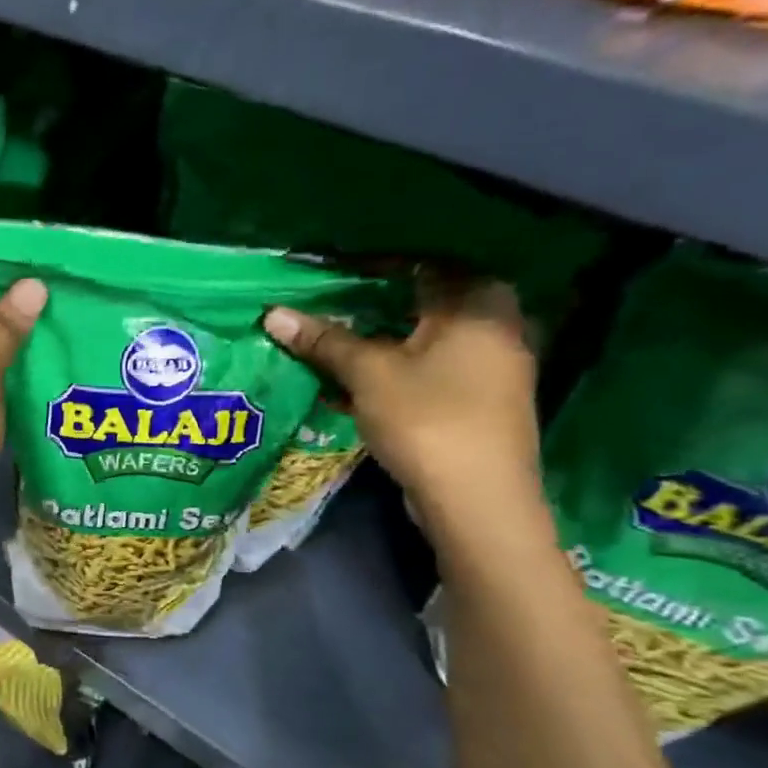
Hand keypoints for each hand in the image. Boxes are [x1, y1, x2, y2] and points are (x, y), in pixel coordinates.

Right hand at [263, 277, 538, 513]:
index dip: (375, 265)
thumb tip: (272, 313)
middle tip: (330, 305)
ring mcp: (489, 370)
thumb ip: (324, 340)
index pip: (425, 264)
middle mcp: (494, 330)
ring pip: (424, 339)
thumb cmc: (427, 419)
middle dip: (374, 304)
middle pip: (425, 302)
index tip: (333, 272)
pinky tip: (352, 385)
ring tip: (332, 344)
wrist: (477, 502)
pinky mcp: (476, 403)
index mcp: (477, 307)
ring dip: (379, 340)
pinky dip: (393, 370)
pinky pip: (429, 370)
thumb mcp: (368, 374)